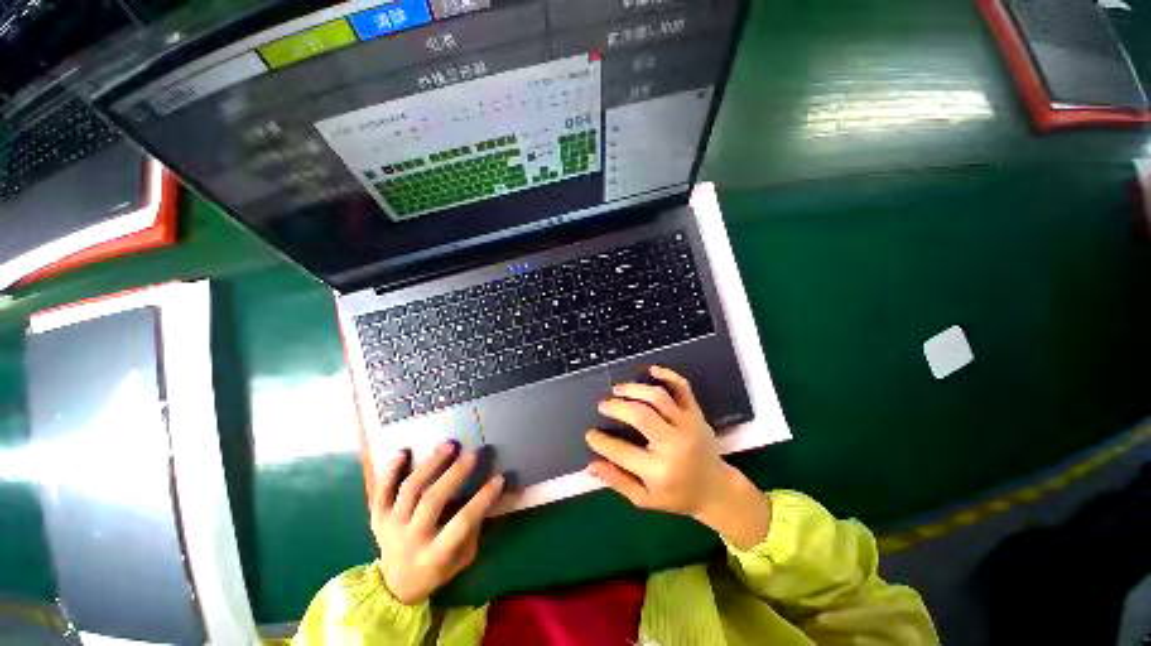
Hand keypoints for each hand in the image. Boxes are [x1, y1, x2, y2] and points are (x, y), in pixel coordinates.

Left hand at [372, 441, 503, 604]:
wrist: (394, 586)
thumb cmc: (437, 570)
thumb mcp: (462, 558)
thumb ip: (474, 529)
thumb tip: (488, 495)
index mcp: (434, 555)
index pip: (462, 523)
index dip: (482, 499)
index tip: (499, 478)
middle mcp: (411, 539)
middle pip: (432, 500)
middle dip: (455, 474)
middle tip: (473, 454)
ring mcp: (391, 526)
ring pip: (410, 489)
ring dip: (431, 464)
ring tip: (449, 445)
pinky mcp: (378, 517)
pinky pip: (381, 491)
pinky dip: (390, 470)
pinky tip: (404, 451)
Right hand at [585, 366, 770, 548]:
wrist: (716, 489)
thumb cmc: (677, 496)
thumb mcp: (645, 499)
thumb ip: (617, 481)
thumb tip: (590, 466)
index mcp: (659, 471)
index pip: (622, 451)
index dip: (601, 441)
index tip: (590, 434)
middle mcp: (674, 445)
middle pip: (641, 415)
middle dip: (617, 407)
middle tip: (603, 405)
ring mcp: (687, 425)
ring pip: (658, 397)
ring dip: (634, 389)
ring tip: (618, 390)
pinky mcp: (696, 413)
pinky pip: (682, 388)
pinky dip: (667, 375)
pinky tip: (651, 370)